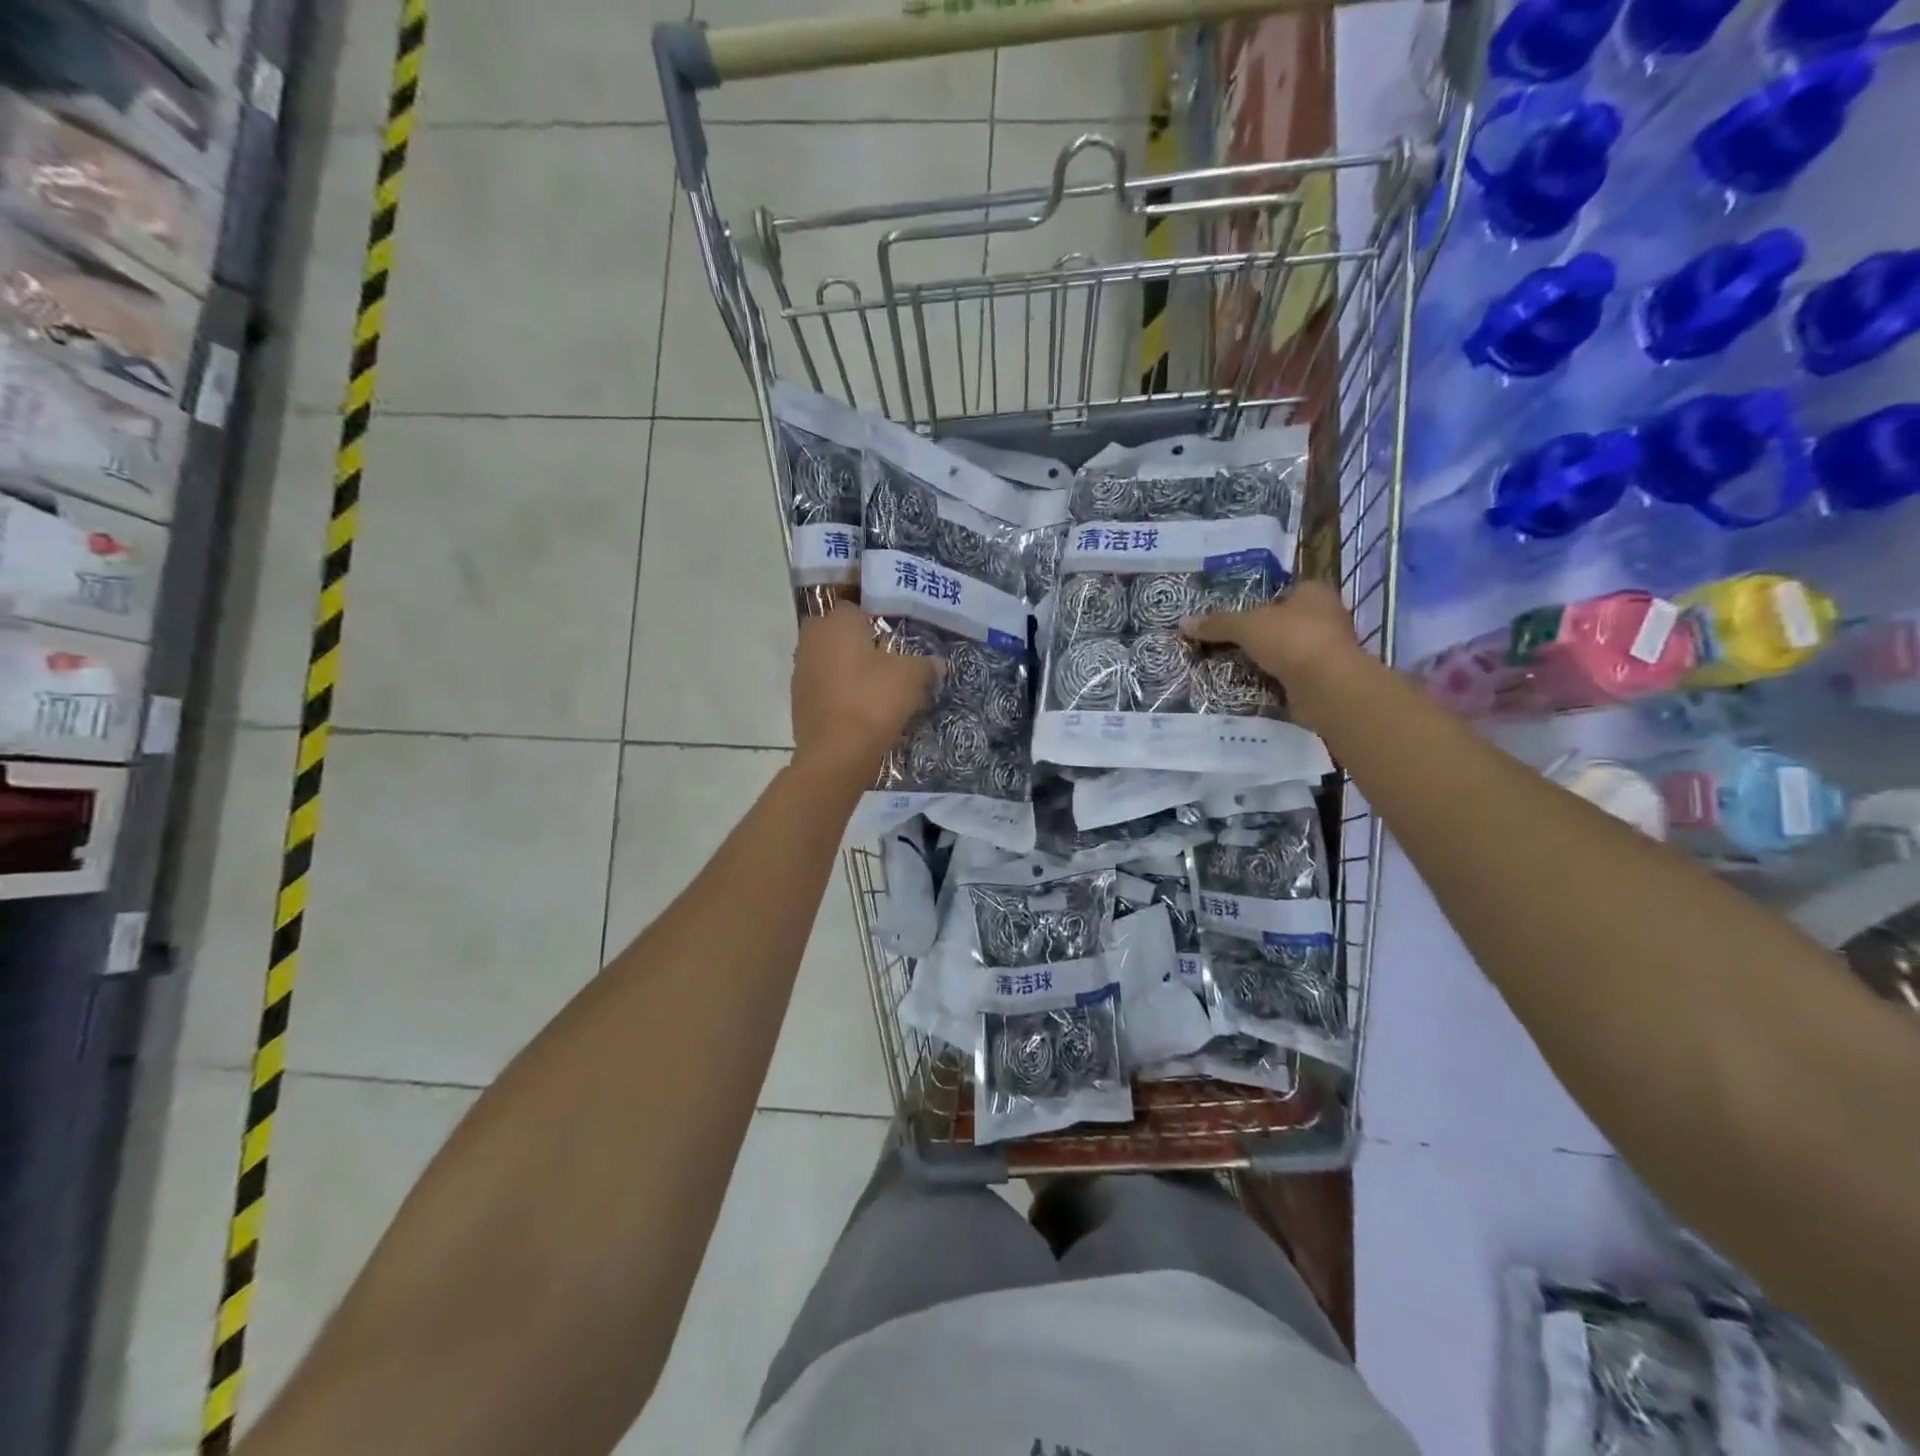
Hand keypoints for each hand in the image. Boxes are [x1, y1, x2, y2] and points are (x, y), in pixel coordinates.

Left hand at [791, 603, 936, 779]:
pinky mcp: (799, 701)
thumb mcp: (912, 677)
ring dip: (850, 671)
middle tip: (889, 662)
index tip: (897, 638)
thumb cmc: (873, 701)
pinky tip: (862, 710)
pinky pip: (826, 688)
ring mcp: (801, 671)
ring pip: (832, 662)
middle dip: (861, 645)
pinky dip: (841, 695)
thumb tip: (936, 663)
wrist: (837, 753)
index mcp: (837, 621)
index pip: (857, 607)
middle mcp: (812, 638)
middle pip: (841, 635)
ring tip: (878, 689)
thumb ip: (925, 664)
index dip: (878, 620)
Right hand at [1183, 580, 1366, 730]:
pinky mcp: (1323, 679)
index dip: (1260, 600)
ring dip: (1264, 659)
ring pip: (1286, 651)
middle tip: (1225, 641)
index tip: (1235, 614)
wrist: (1327, 687)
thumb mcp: (1246, 626)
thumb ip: (1217, 624)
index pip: (1284, 590)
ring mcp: (1326, 650)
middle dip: (1259, 633)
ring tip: (1230, 665)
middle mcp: (1326, 617)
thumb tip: (1184, 623)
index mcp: (1314, 592)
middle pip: (1283, 622)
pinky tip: (1247, 685)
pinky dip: (1271, 681)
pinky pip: (1289, 677)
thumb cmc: (1292, 640)